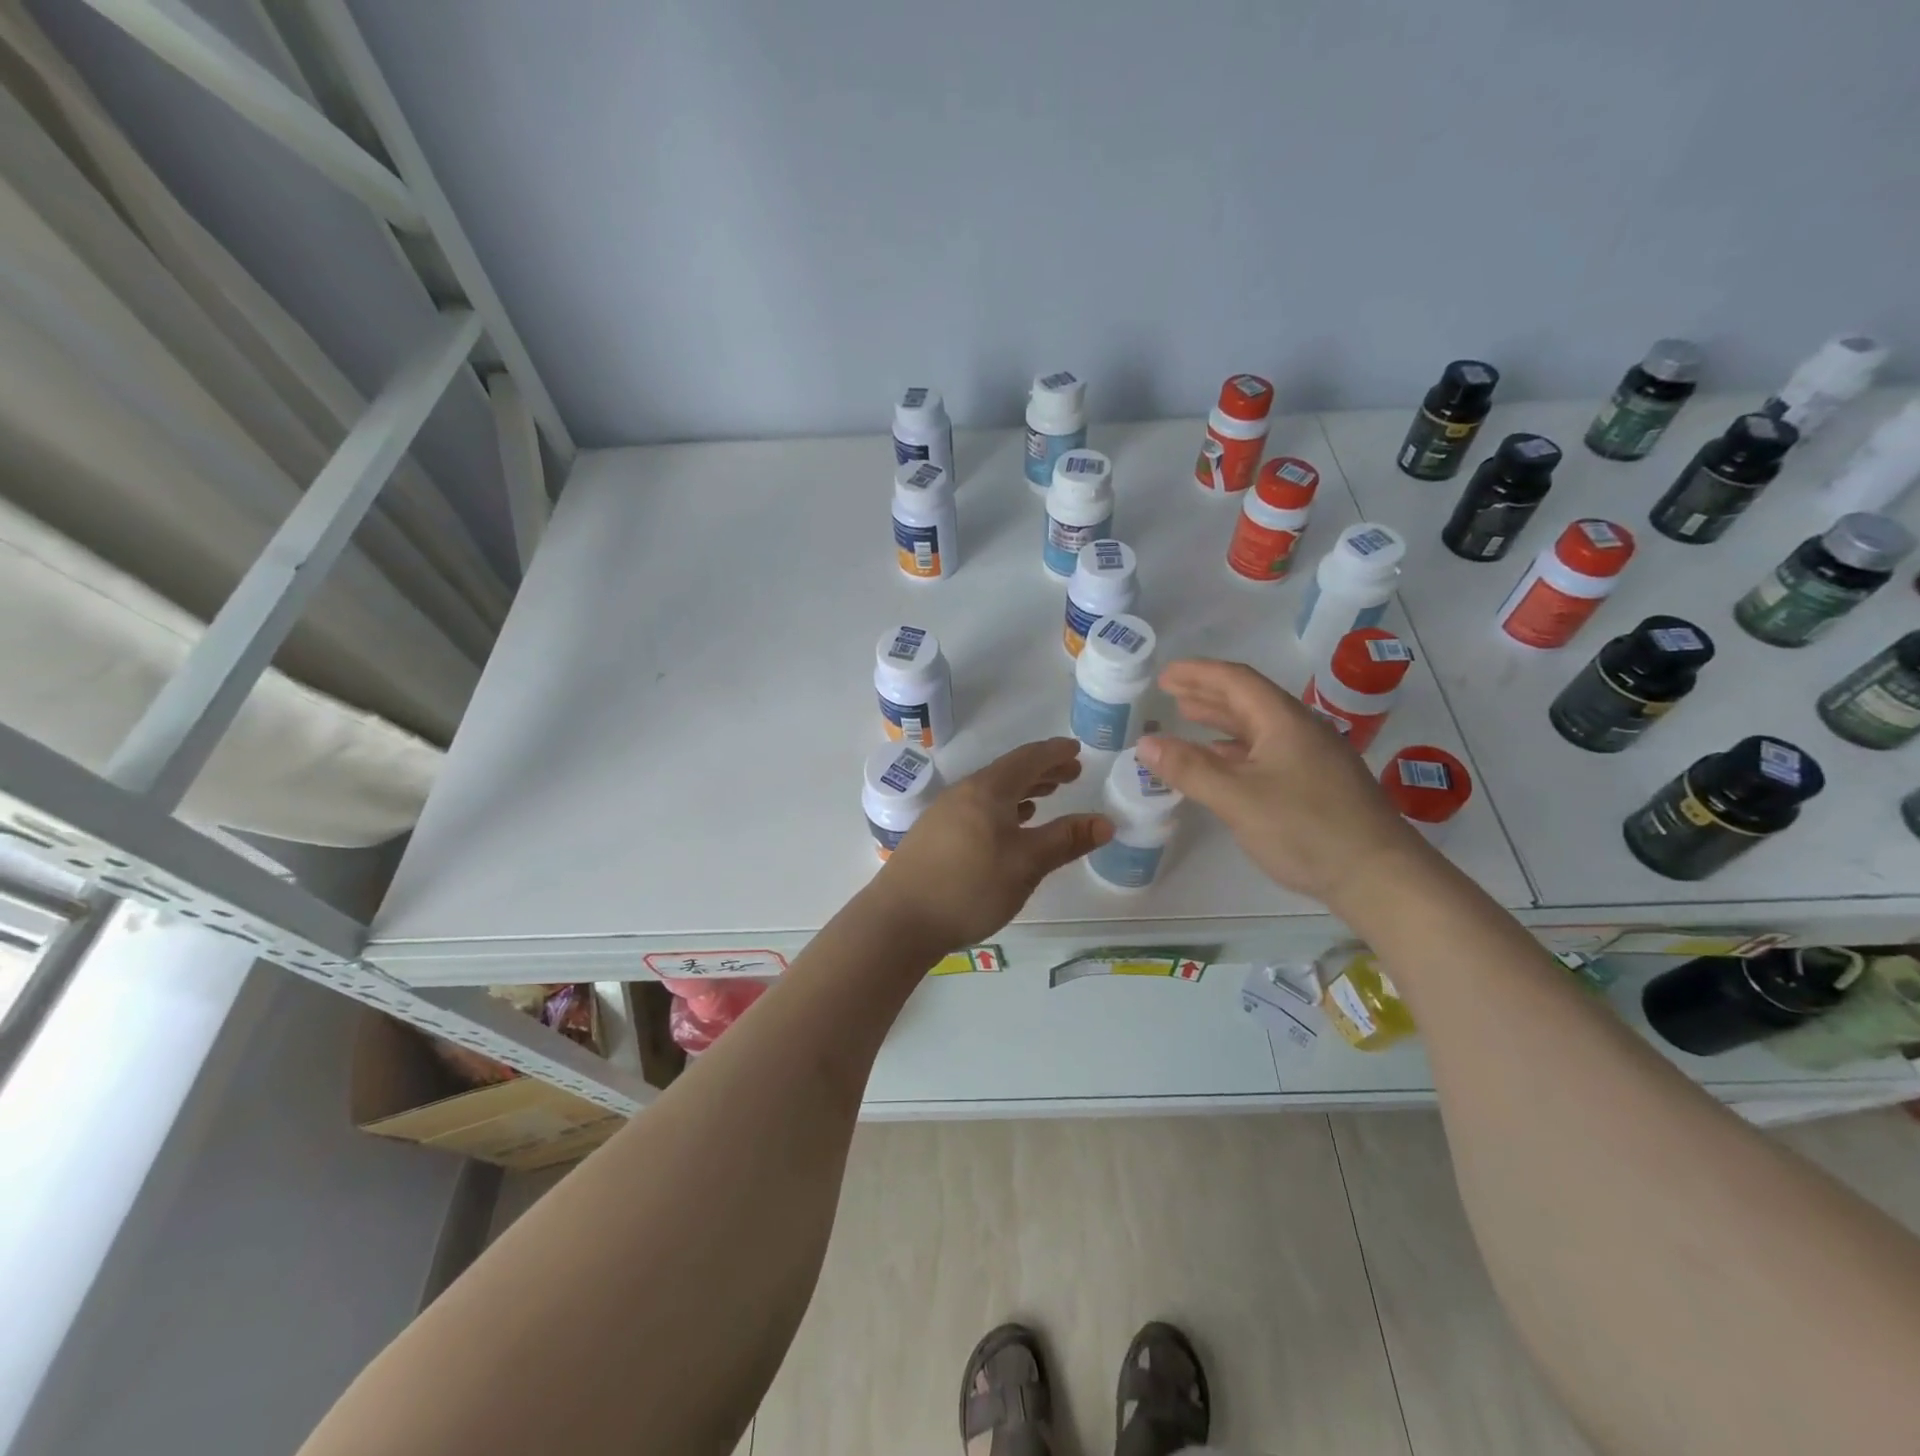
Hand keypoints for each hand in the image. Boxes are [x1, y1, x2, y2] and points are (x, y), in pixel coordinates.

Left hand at [873, 738, 1111, 953]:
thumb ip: (1065, 841)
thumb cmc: (969, 887)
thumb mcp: (1026, 865)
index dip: (1055, 753)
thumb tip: (1105, 822)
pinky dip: (1003, 809)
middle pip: (1009, 772)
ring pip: (992, 792)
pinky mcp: (934, 836)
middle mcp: (964, 793)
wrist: (899, 920)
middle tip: (1072, 773)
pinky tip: (1009, 827)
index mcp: (987, 790)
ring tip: (1045, 796)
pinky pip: (978, 809)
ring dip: (1022, 790)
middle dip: (1042, 770)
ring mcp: (945, 814)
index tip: (1077, 749)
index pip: (1027, 759)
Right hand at [1136, 660, 1428, 908]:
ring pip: (1258, 727)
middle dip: (1207, 693)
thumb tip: (1145, 743)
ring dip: (1221, 721)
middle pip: (1248, 699)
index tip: (1164, 674)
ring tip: (1188, 719)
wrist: (1378, 875)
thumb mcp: (1237, 798)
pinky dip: (1236, 750)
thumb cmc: (1305, 828)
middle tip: (1171, 693)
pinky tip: (1222, 764)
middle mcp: (1300, 730)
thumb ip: (1189, 769)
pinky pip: (1267, 752)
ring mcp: (1312, 757)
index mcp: (1284, 721)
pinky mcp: (1317, 784)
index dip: (1197, 673)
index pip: (1235, 680)